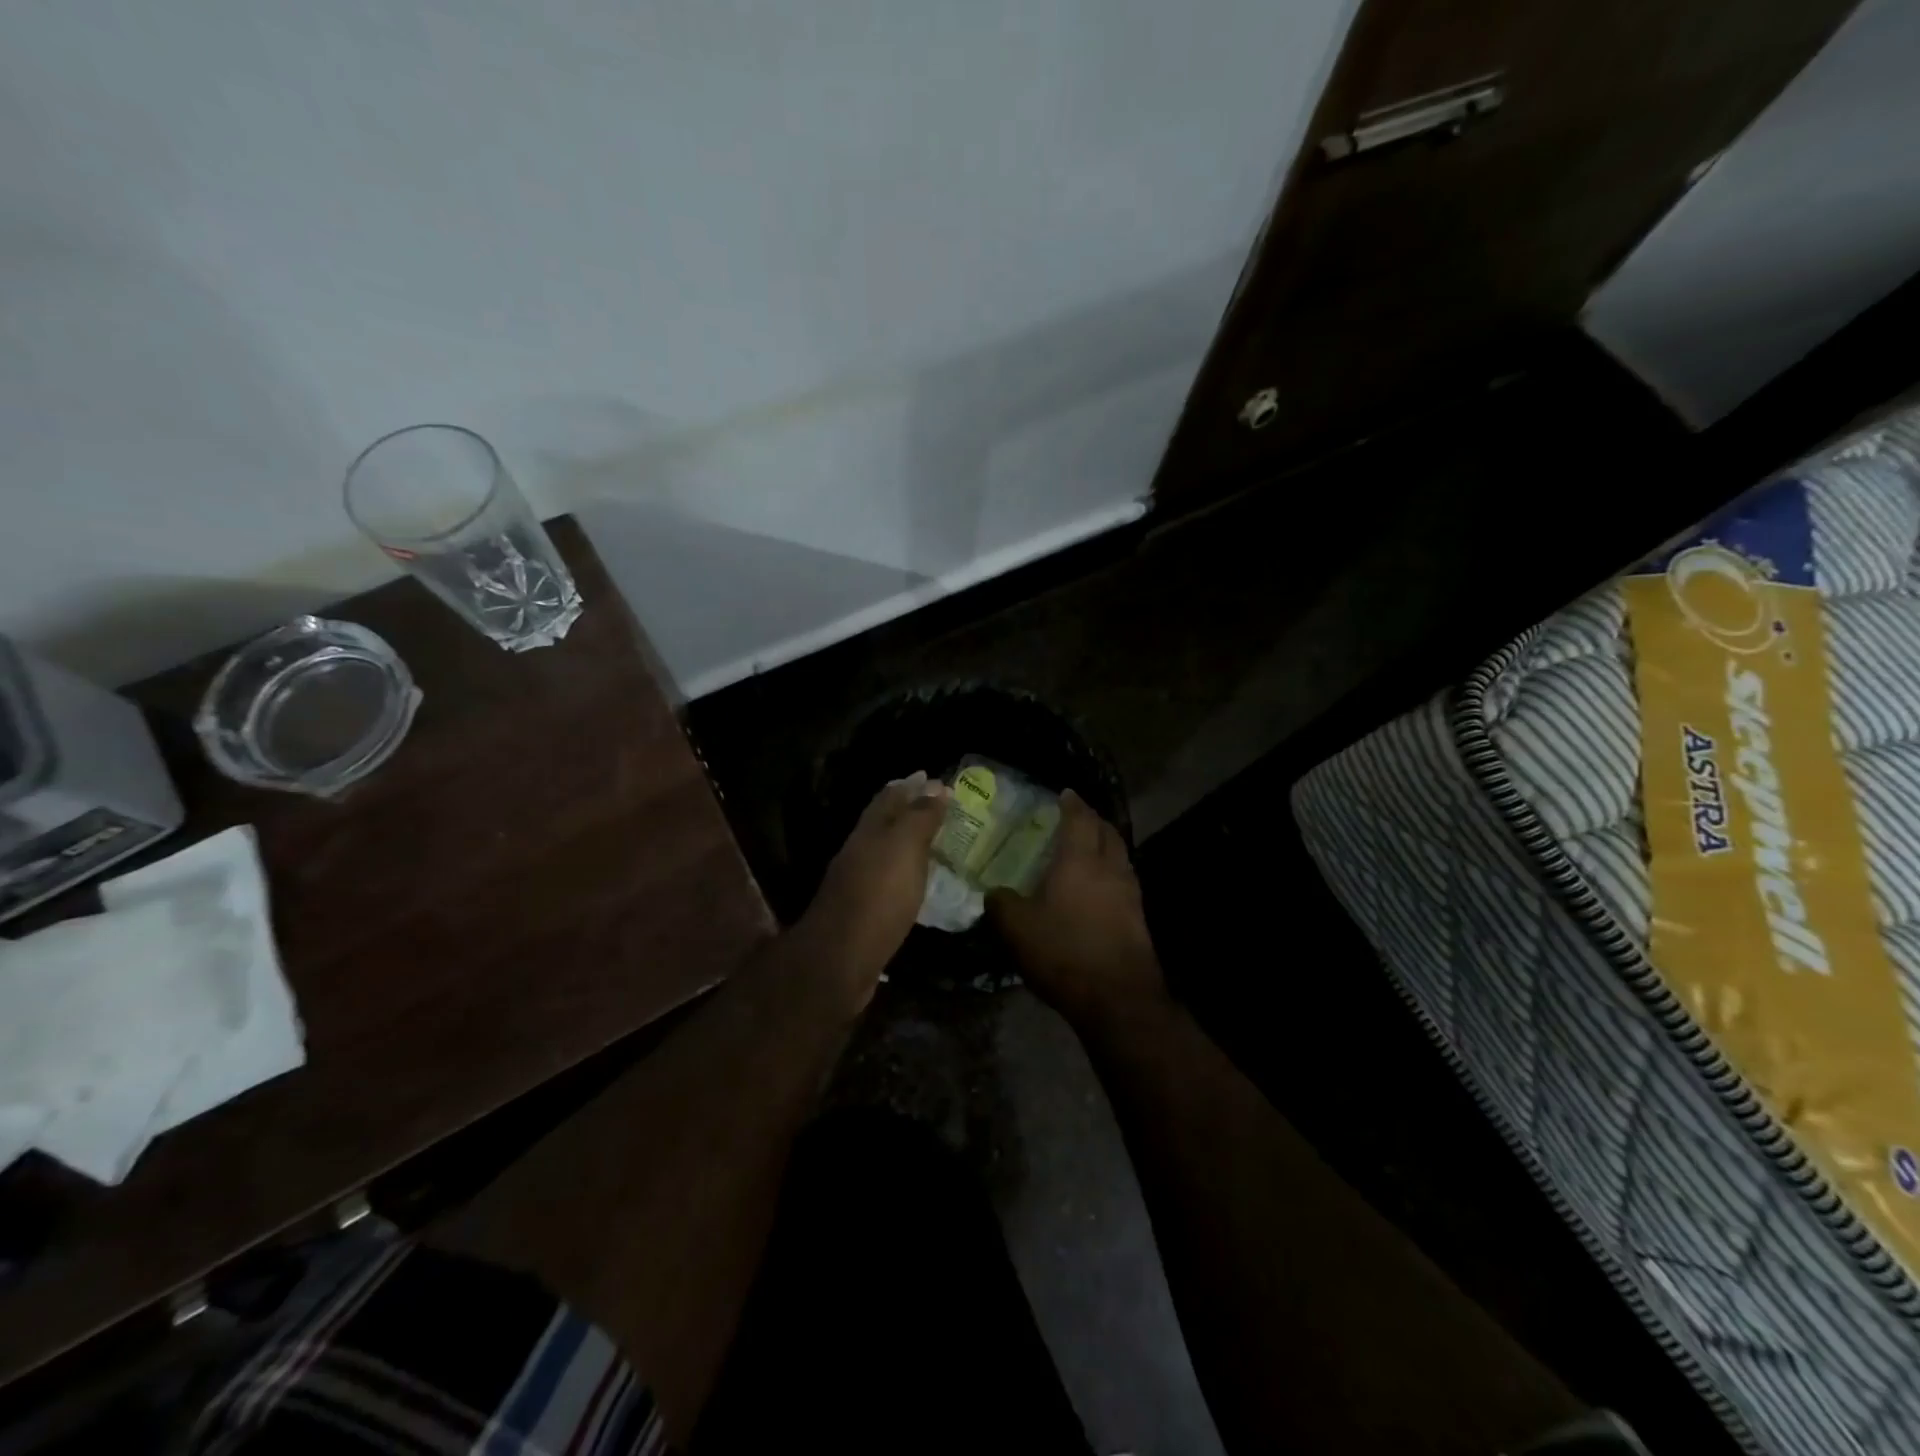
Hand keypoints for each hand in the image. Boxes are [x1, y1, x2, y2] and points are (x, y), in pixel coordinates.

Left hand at [800, 772, 946, 998]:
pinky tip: (916, 880)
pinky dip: (904, 872)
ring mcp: (858, 883)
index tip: (932, 776)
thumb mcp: (904, 849)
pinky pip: (888, 881)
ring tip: (931, 838)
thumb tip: (935, 785)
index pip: (889, 797)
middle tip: (935, 803)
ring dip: (906, 841)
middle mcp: (859, 852)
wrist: (841, 960)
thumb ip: (919, 817)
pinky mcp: (864, 913)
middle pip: (883, 823)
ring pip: (884, 851)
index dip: (910, 785)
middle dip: (906, 809)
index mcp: (869, 832)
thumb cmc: (878, 896)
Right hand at [987, 790, 1165, 1027]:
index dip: (1072, 804)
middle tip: (1078, 816)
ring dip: (1106, 845)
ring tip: (1089, 848)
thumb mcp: (1016, 928)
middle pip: (1107, 832)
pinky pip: (1124, 881)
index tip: (1065, 793)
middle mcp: (1109, 868)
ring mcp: (1130, 894)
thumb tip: (994, 893)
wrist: (1117, 997)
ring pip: (1120, 856)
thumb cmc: (1063, 951)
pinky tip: (1098, 887)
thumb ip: (1001, 904)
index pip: (1079, 819)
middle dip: (1093, 819)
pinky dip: (1111, 872)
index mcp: (1080, 860)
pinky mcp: (1138, 918)